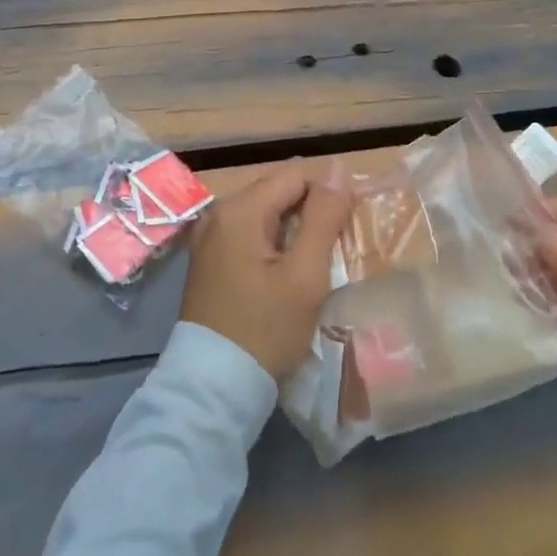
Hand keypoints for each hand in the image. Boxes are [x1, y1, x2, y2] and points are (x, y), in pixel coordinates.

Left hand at [179, 160, 352, 380]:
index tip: (347, 228)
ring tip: (315, 262)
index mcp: (240, 208)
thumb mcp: (305, 274)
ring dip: (294, 228)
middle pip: (279, 190)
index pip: (297, 173)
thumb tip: (339, 168)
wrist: (213, 387)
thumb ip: (324, 216)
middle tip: (334, 248)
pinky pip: (250, 233)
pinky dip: (274, 243)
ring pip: (266, 212)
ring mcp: (209, 235)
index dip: (329, 192)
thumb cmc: (265, 329)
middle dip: (311, 210)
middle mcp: (218, 212)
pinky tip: (287, 272)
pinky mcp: (208, 258)